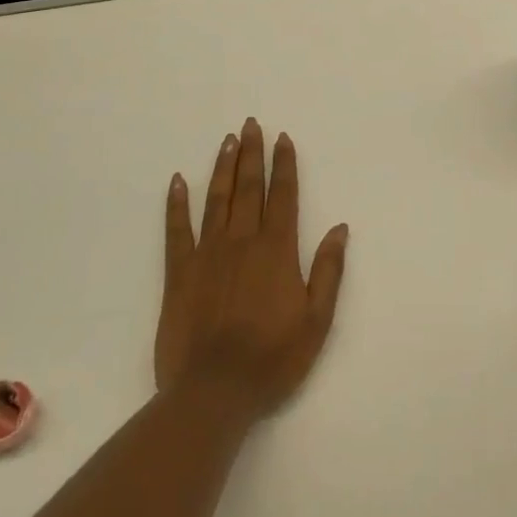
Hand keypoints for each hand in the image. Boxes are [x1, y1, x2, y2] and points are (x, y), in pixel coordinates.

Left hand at [156, 119, 348, 420]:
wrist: (213, 392)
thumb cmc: (273, 358)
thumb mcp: (317, 320)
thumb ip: (329, 270)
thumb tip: (340, 228)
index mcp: (277, 250)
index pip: (283, 196)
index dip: (284, 165)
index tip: (283, 139)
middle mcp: (242, 242)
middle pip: (249, 188)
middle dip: (252, 154)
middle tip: (251, 124)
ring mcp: (207, 254)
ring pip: (217, 200)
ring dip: (223, 168)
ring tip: (227, 140)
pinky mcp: (178, 273)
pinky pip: (177, 230)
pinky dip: (176, 204)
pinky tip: (178, 181)